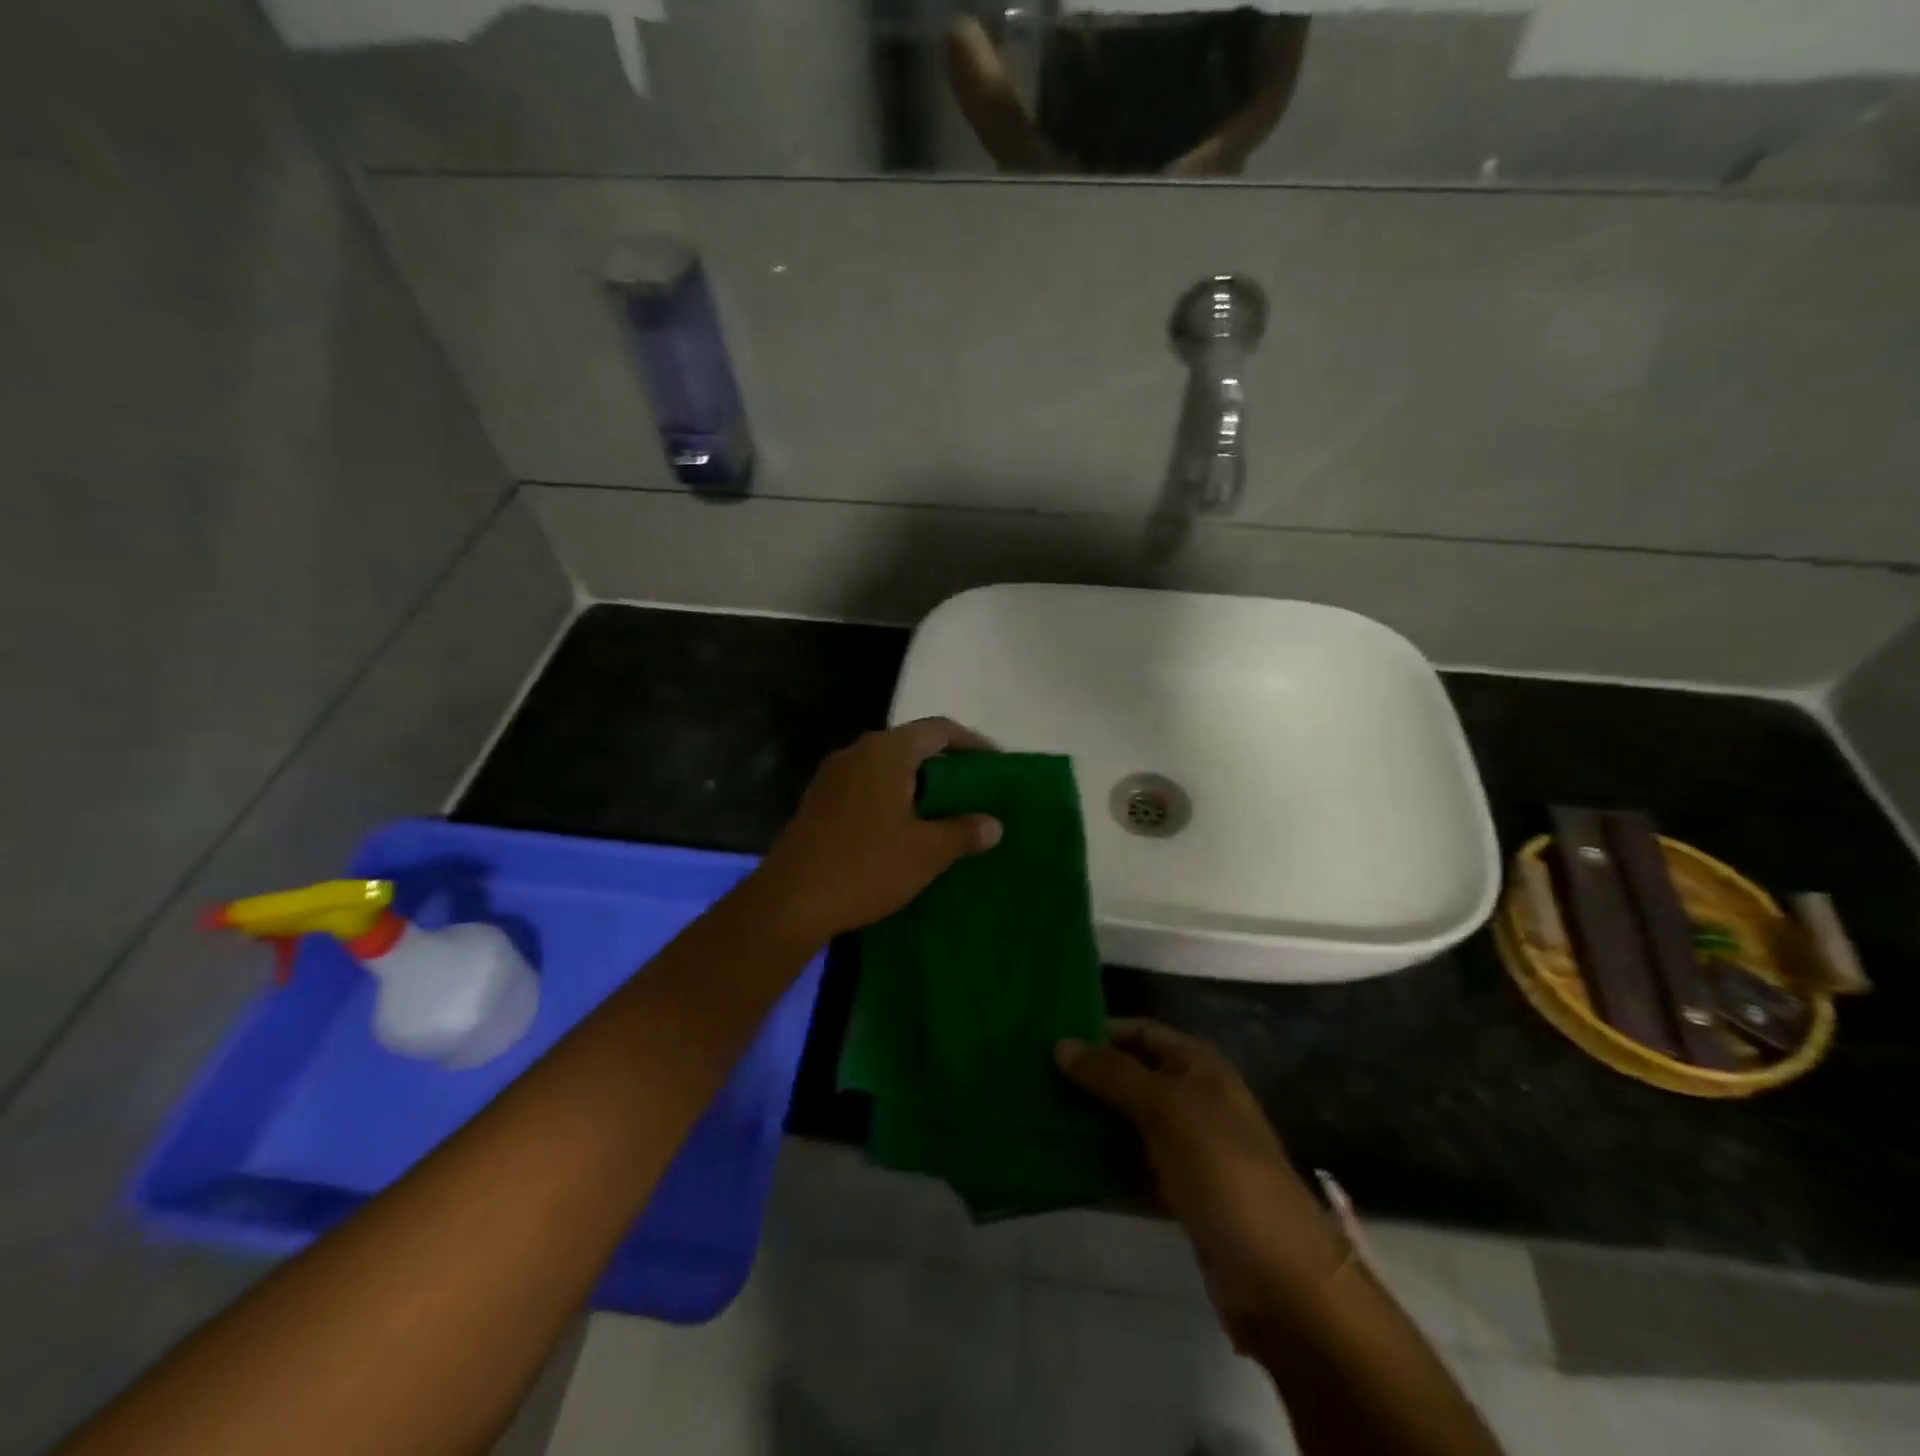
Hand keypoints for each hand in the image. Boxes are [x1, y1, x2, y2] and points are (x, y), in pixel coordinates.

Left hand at [748, 718, 1002, 947]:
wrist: (789, 902)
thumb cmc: (864, 867)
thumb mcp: (926, 852)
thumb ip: (964, 832)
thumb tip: (993, 824)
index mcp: (885, 752)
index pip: (939, 729)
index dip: (973, 743)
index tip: (998, 765)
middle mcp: (857, 753)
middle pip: (913, 746)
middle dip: (948, 766)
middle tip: (978, 792)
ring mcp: (834, 777)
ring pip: (889, 769)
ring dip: (921, 786)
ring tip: (949, 813)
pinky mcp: (820, 802)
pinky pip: (869, 788)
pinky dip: (896, 800)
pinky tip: (909, 830)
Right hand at [1056, 1019, 1346, 1342]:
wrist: (1280, 1281)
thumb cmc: (1223, 1171)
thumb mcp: (1167, 1109)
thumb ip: (1113, 1074)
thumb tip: (1061, 1043)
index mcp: (1199, 1068)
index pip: (1140, 1032)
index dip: (1098, 1031)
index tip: (1048, 1037)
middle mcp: (1193, 1101)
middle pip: (1131, 1078)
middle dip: (1087, 1079)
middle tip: (1032, 1080)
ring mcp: (1188, 1152)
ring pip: (1127, 1126)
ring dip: (1090, 1124)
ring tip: (1036, 1119)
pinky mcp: (1180, 1197)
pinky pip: (1132, 1171)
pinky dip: (1103, 1169)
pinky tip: (1062, 1169)